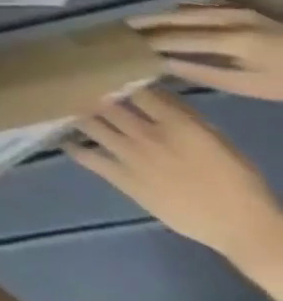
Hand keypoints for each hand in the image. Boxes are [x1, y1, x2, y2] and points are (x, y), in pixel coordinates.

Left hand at [70, 89, 282, 265]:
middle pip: (103, 103)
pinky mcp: (121, 177)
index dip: (113, 79)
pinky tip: (63, 139)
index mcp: (177, 125)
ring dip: (73, 114)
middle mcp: (147, 135)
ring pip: (88, 124)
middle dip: (84, 92)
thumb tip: (151, 91)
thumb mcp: (216, 141)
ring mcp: (130, 155)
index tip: (96, 71)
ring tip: (56, 106)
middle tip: (66, 83)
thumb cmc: (237, 183)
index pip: (135, 90)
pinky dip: (71, 146)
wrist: (244, 229)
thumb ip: (183, 115)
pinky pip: (85, 156)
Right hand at [130, 3, 282, 100]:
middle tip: (119, 27)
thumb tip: (162, 63)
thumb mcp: (252, 86)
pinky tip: (168, 19)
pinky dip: (178, 13)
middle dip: (146, 22)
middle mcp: (227, 18)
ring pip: (185, 9)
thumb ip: (205, 73)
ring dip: (160, 16)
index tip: (124, 44)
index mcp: (231, 39)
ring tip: (138, 23)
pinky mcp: (240, 10)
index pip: (176, 38)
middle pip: (175, 17)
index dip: (149, 41)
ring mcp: (234, 11)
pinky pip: (199, 8)